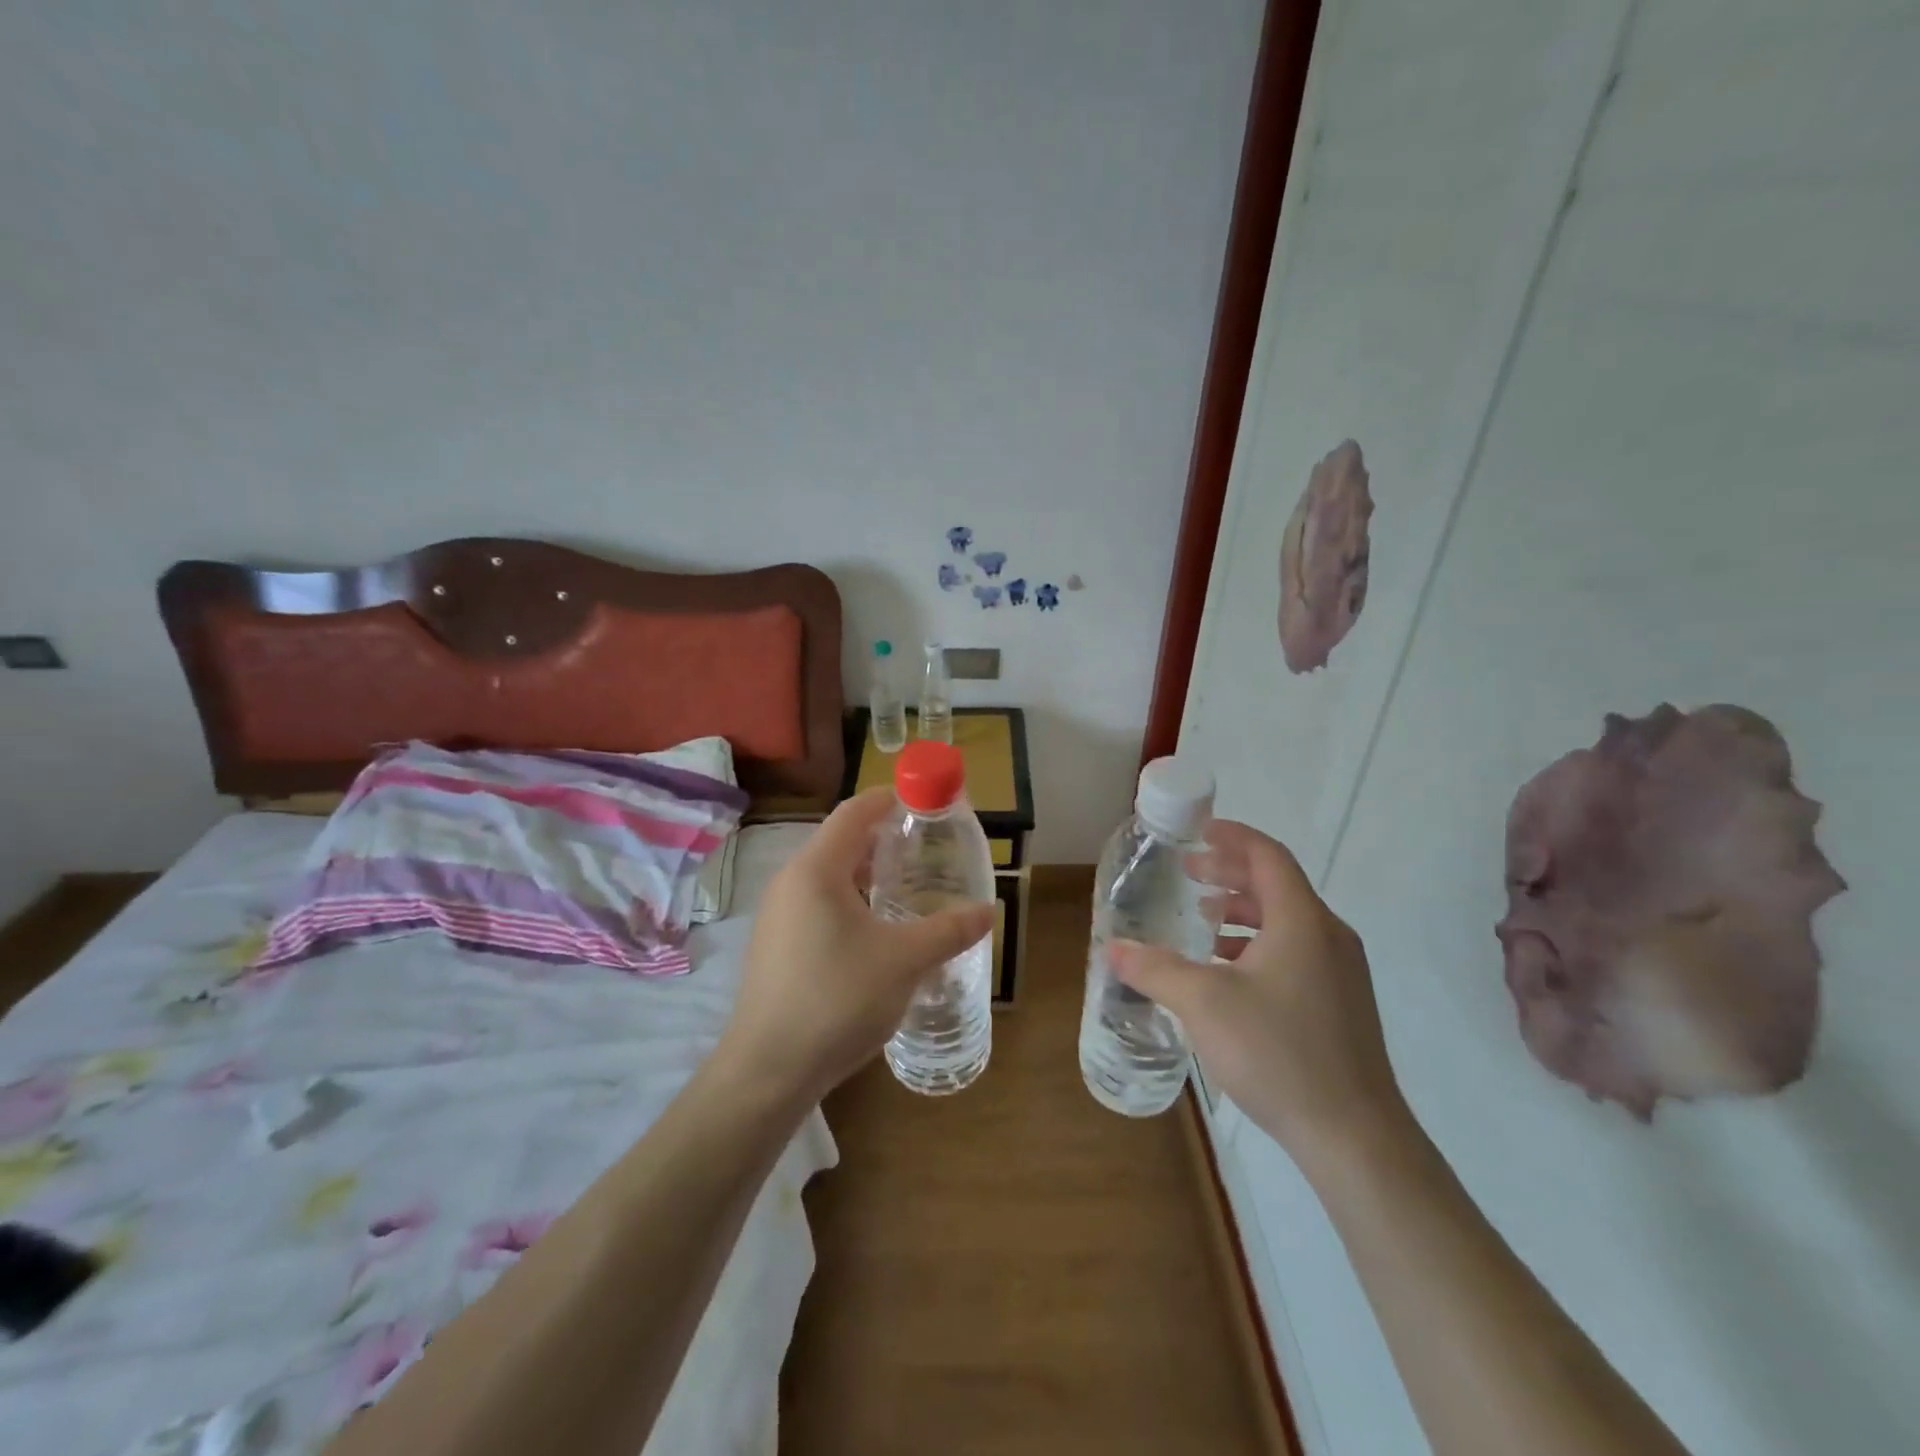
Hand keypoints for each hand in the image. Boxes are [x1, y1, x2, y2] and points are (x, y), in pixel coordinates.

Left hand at [716, 788, 995, 1105]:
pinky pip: (816, 904)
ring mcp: (777, 915)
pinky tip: (874, 930)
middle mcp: (790, 882)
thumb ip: (948, 931)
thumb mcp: (903, 961)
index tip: (922, 801)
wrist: (768, 1069)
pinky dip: (849, 901)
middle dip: (882, 839)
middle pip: (839, 842)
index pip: (853, 813)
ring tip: (905, 887)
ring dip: (866, 873)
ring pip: (827, 877)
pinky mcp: (775, 945)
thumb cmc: (837, 999)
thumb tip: (989, 910)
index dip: (888, 800)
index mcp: (816, 870)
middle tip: (924, 848)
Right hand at [1108, 819, 1408, 1171]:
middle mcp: (1328, 936)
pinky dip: (1259, 944)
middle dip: (1231, 873)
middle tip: (1190, 872)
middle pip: (1278, 885)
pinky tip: (1228, 971)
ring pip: (1287, 921)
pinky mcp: (1342, 1004)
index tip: (1199, 830)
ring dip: (1243, 910)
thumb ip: (1155, 969)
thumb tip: (1112, 947)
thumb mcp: (1203, 1004)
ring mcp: (1341, 972)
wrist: (1355, 1136)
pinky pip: (1296, 950)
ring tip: (1203, 918)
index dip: (1233, 837)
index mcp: (1302, 921)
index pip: (1268, 856)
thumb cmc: (1278, 1052)